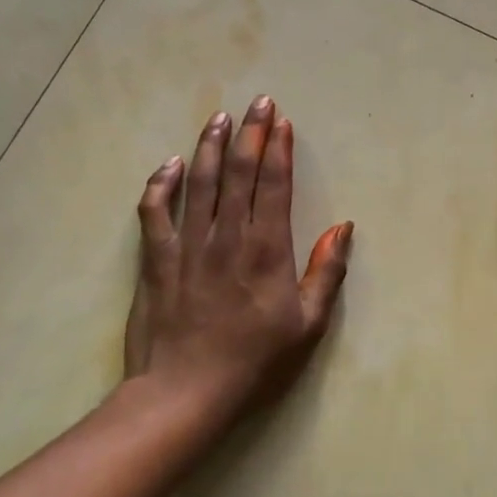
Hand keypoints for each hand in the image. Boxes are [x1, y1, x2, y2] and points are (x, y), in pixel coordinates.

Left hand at [124, 97, 352, 429]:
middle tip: (257, 102)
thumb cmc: (255, 362)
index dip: (278, 150)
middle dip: (250, 134)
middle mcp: (227, 237)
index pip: (274, 185)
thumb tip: (342, 226)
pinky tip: (171, 164)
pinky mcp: (156, 260)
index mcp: (266, 250)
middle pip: (239, 173)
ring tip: (218, 117)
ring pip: (199, 183)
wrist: (185, 394)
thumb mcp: (308, 325)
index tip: (281, 121)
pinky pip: (154, 212)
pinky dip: (161, 184)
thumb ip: (326, 272)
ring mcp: (188, 245)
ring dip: (210, 146)